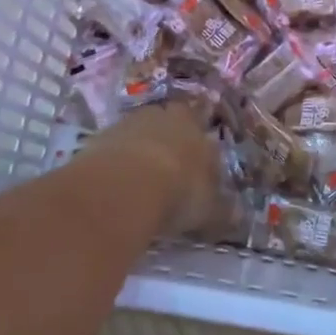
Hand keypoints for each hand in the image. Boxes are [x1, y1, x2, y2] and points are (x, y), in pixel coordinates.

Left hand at [80, 105, 222, 236]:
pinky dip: (114, 164)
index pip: (200, 128)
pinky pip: (111, 148)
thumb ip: (222, 211)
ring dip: (138, 152)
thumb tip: (237, 216)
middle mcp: (163, 118)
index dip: (197, 149)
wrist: (124, 186)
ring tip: (137, 183)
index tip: (194, 170)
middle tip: (166, 172)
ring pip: (137, 134)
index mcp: (195, 126)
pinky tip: (113, 187)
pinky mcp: (98, 137)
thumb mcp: (208, 210)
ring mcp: (128, 124)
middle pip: (166, 125)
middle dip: (167, 143)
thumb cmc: (178, 192)